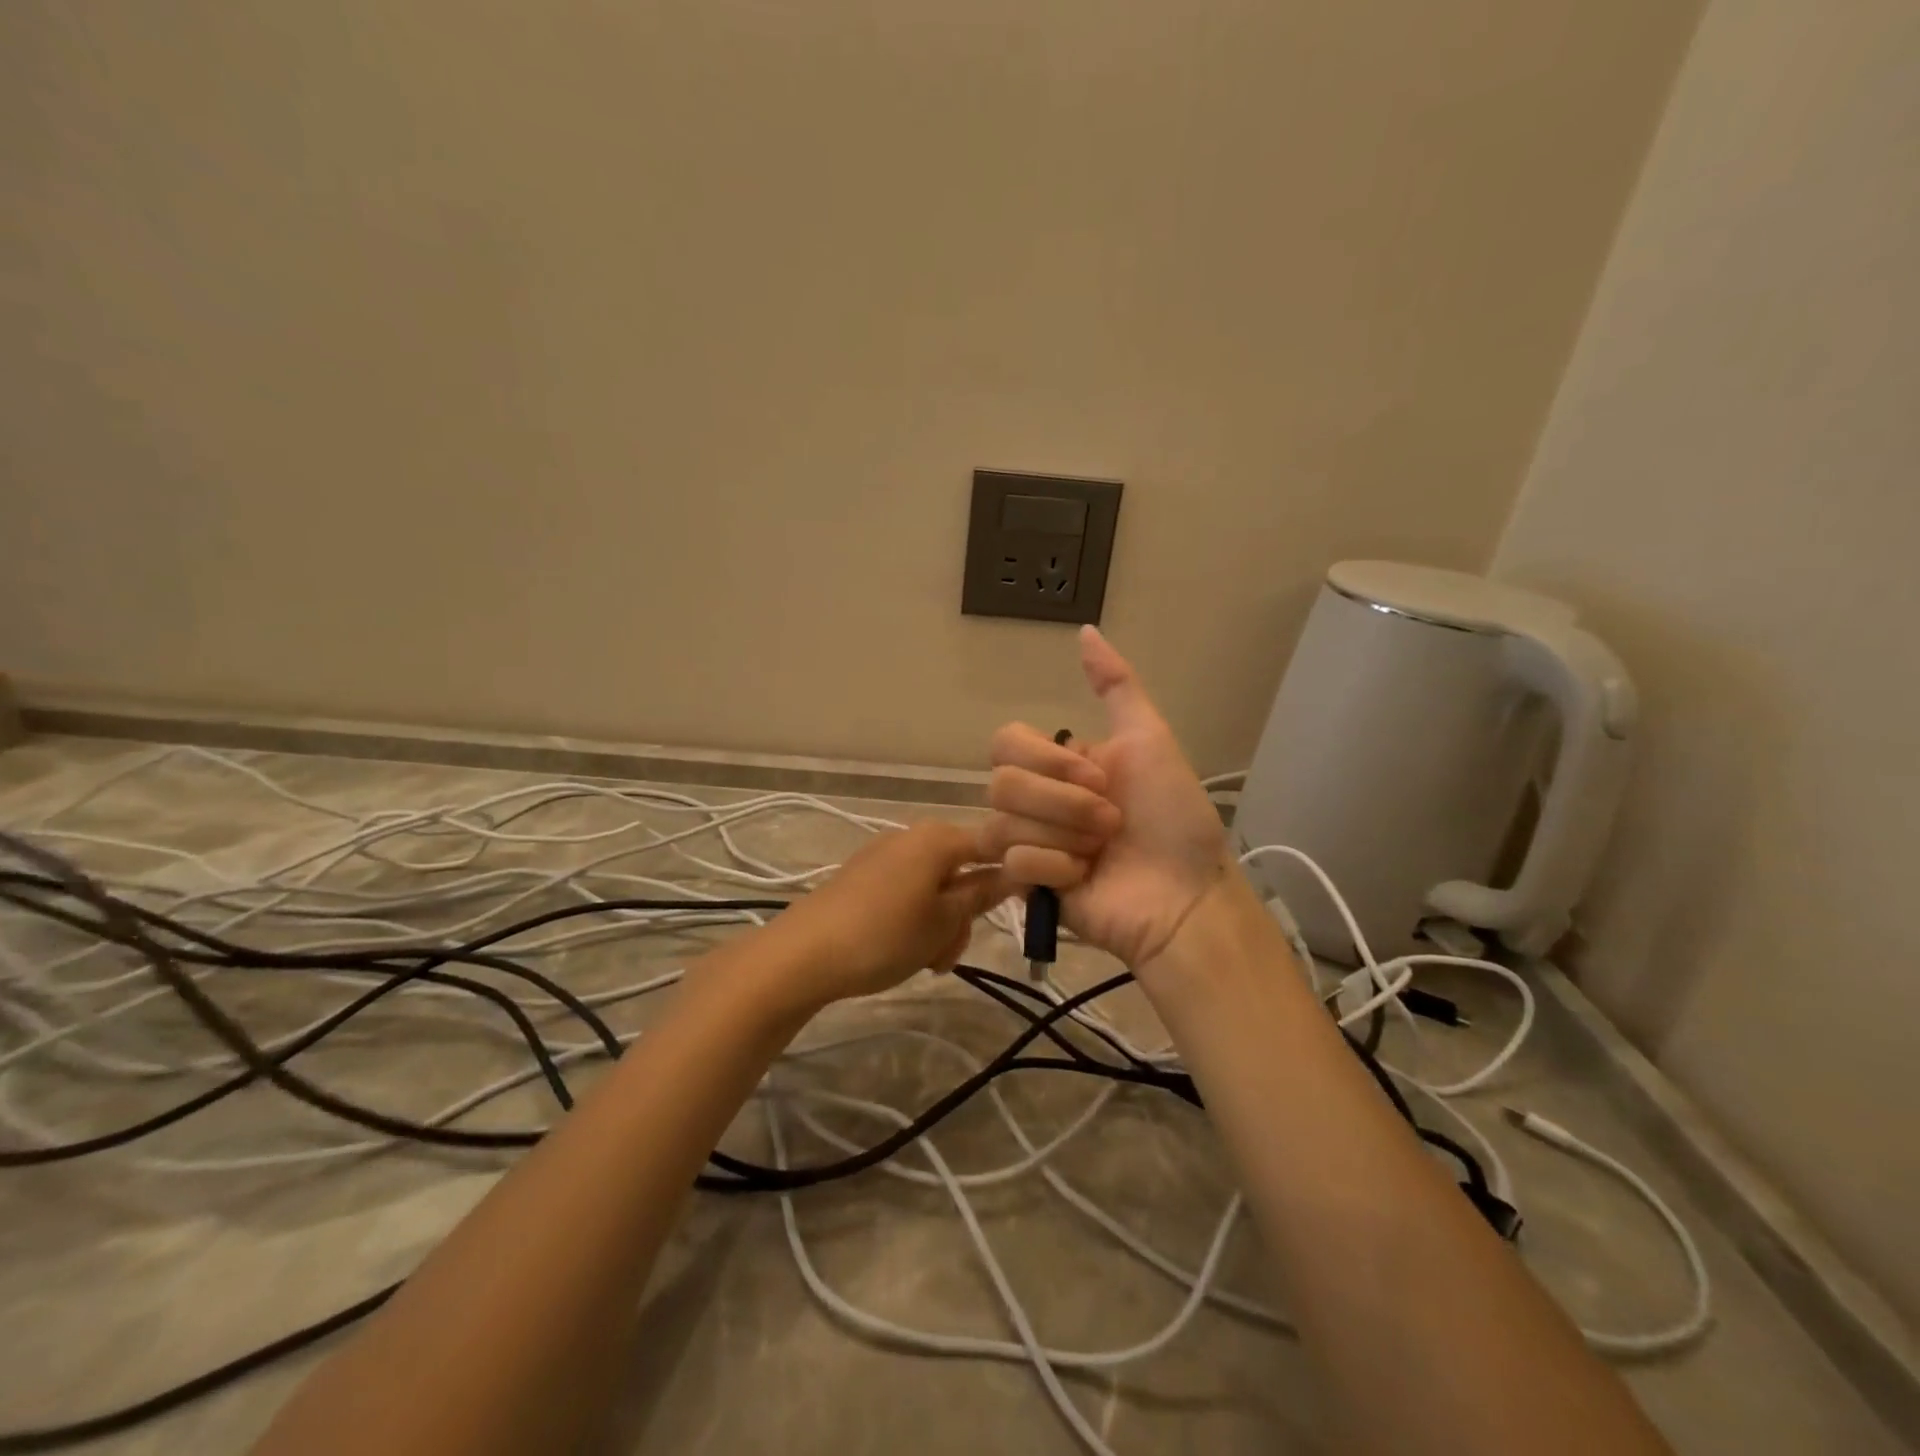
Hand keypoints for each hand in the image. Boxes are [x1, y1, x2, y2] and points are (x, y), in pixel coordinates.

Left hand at [763, 822, 1010, 1008]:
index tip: (1019, 909)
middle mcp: (911, 836)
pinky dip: (914, 920)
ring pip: (934, 887)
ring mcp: (884, 856)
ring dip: (939, 924)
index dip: (1009, 875)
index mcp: (937, 837)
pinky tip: (902, 951)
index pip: (992, 845)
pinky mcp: (862, 877)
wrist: (803, 954)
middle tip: (949, 953)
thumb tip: (1015, 872)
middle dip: (963, 914)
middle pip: (961, 870)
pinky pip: (906, 892)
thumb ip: (981, 894)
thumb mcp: (943, 921)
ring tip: (926, 962)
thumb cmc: (885, 935)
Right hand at [986, 626, 1229, 967]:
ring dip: (1063, 835)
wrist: (1187, 895)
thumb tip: (1085, 630)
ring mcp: (1030, 844)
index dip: (1047, 760)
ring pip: (1001, 823)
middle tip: (1110, 821)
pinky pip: (1013, 863)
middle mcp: (1038, 800)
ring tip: (1100, 853)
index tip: (1099, 777)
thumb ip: (1116, 685)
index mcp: (1059, 765)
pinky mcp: (1027, 886)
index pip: (1005, 743)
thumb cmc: (1175, 818)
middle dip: (1063, 802)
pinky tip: (1085, 878)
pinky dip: (1056, 868)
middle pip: (1000, 783)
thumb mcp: (1150, 739)